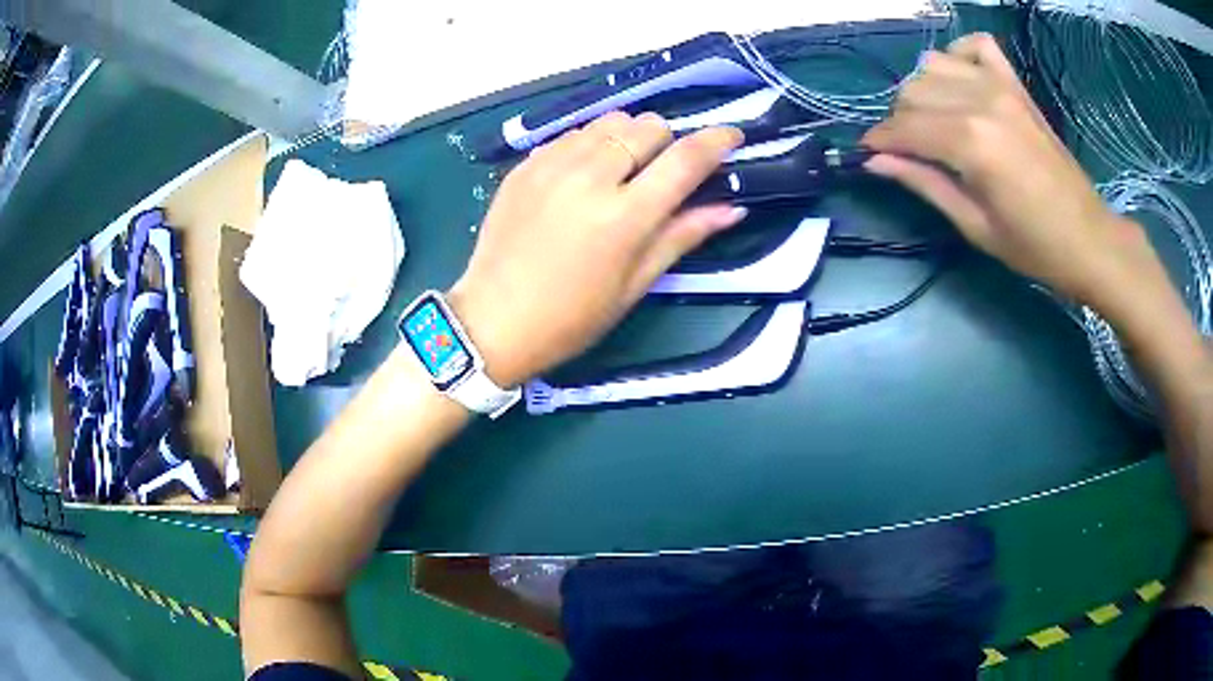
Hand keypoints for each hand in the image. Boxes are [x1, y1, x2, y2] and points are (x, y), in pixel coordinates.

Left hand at [448, 112, 745, 386]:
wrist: (493, 321)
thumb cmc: (572, 317)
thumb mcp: (635, 283)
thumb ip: (683, 235)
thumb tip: (732, 208)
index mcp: (624, 216)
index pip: (685, 159)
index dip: (717, 141)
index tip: (732, 136)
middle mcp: (590, 177)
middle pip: (648, 126)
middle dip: (666, 143)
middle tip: (661, 173)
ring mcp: (552, 166)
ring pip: (610, 122)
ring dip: (628, 138)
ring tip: (621, 171)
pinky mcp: (525, 166)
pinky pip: (573, 134)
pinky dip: (590, 145)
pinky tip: (583, 177)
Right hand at [862, 33, 1160, 314]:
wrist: (1088, 238)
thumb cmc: (1033, 246)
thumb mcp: (974, 226)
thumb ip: (924, 184)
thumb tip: (875, 161)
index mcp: (970, 143)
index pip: (904, 128)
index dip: (879, 141)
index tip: (867, 155)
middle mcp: (980, 101)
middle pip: (912, 91)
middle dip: (900, 121)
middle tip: (910, 151)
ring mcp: (1000, 86)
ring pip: (933, 64)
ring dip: (923, 90)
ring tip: (934, 121)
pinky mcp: (1016, 85)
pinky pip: (976, 45)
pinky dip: (960, 56)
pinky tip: (961, 82)